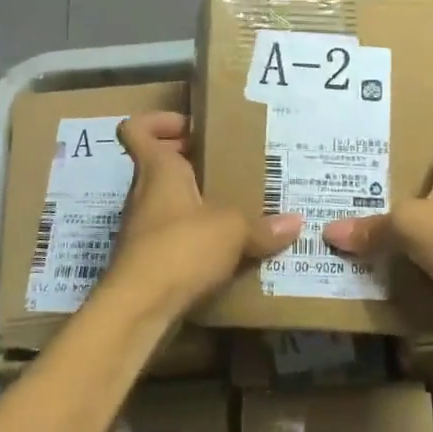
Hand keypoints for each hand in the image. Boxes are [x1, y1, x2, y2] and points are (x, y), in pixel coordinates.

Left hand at [104, 112, 301, 317]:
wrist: (138, 309)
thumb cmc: (180, 249)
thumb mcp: (232, 231)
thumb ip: (263, 226)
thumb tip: (295, 223)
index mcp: (158, 171)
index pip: (137, 130)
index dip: (159, 122)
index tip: (193, 127)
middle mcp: (145, 193)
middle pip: (159, 164)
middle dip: (192, 161)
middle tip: (231, 166)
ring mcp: (143, 229)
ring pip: (168, 201)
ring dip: (197, 201)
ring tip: (237, 208)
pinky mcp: (148, 261)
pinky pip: (173, 235)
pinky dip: (195, 237)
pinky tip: (226, 250)